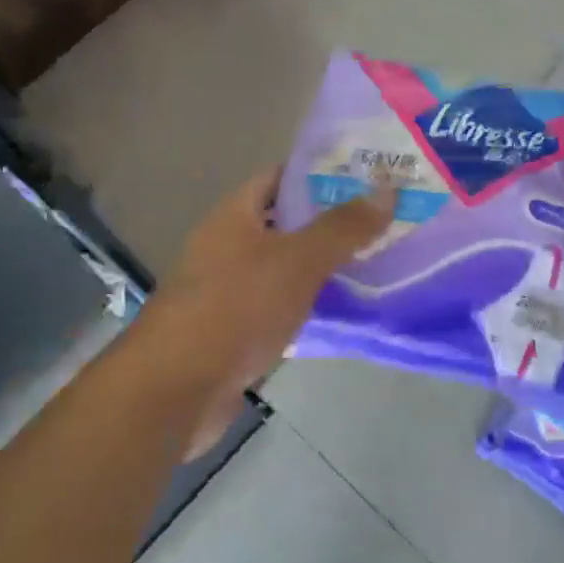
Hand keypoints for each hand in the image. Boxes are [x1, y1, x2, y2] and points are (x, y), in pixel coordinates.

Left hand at [145, 169, 393, 456]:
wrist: (176, 389)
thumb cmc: (235, 308)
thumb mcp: (296, 260)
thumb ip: (342, 227)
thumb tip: (387, 191)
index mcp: (234, 216)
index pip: (279, 177)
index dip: (320, 172)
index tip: (367, 177)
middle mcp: (227, 246)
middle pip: (285, 223)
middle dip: (331, 222)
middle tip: (383, 221)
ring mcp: (228, 290)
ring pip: (285, 268)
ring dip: (323, 266)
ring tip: (376, 262)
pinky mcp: (235, 331)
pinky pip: (280, 306)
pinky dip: (309, 305)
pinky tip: (345, 312)